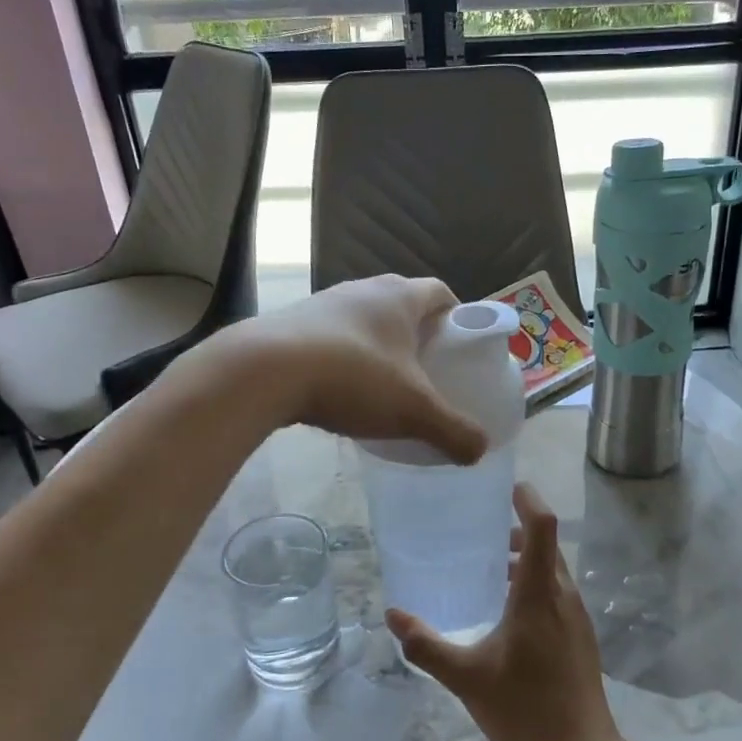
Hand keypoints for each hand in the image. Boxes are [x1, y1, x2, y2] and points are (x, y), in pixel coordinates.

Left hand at [245, 275, 487, 462]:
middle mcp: (362, 289)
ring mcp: (322, 303)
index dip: (456, 316)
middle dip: (417, 333)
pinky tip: (338, 389)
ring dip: (377, 344)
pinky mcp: (291, 323)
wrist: (262, 371)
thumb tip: (480, 451)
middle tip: (427, 369)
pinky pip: (330, 336)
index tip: (460, 345)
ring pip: (363, 319)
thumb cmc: (352, 377)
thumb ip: (452, 430)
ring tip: (383, 382)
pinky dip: (343, 356)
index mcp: (399, 297)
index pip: (440, 293)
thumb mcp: (412, 411)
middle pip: (401, 304)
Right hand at [386, 485, 622, 740]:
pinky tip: (506, 612)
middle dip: (516, 529)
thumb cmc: (525, 708)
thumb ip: (427, 646)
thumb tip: (393, 615)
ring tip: (486, 570)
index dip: (527, 499)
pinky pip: (556, 592)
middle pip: (545, 545)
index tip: (504, 485)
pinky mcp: (580, 636)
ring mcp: (576, 617)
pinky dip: (532, 584)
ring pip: (552, 570)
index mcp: (538, 594)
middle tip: (478, 530)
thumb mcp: (466, 677)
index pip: (542, 527)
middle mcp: (563, 596)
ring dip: (523, 560)